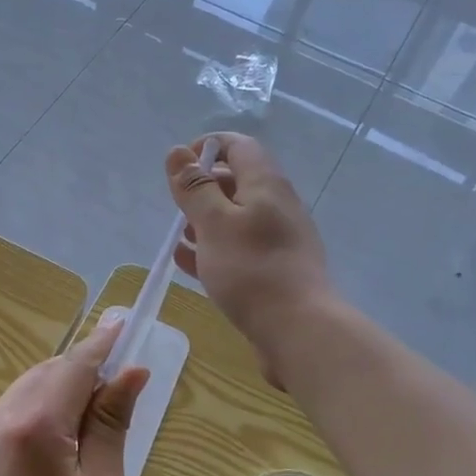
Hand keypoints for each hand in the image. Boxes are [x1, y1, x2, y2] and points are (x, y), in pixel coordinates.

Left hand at [0, 314, 149, 475]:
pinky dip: (36, 412)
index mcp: (33, 425)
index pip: (73, 367)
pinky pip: (7, 417)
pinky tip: (58, 439)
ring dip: (58, 390)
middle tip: (118, 381)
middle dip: (81, 369)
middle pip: (45, 374)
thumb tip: (131, 372)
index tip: (123, 324)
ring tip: (93, 414)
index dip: (101, 344)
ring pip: (24, 392)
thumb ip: (112, 422)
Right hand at [167, 133, 331, 385]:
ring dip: (205, 222)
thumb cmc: (251, 270)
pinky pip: (238, 248)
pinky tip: (188, 262)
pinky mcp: (273, 269)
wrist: (298, 329)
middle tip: (177, 208)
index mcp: (266, 185)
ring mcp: (278, 239)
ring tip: (178, 238)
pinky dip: (213, 248)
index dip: (207, 147)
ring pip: (235, 218)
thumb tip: (178, 152)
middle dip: (202, 189)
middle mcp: (276, 205)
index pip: (238, 146)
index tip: (179, 168)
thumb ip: (194, 188)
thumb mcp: (214, 223)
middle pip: (237, 181)